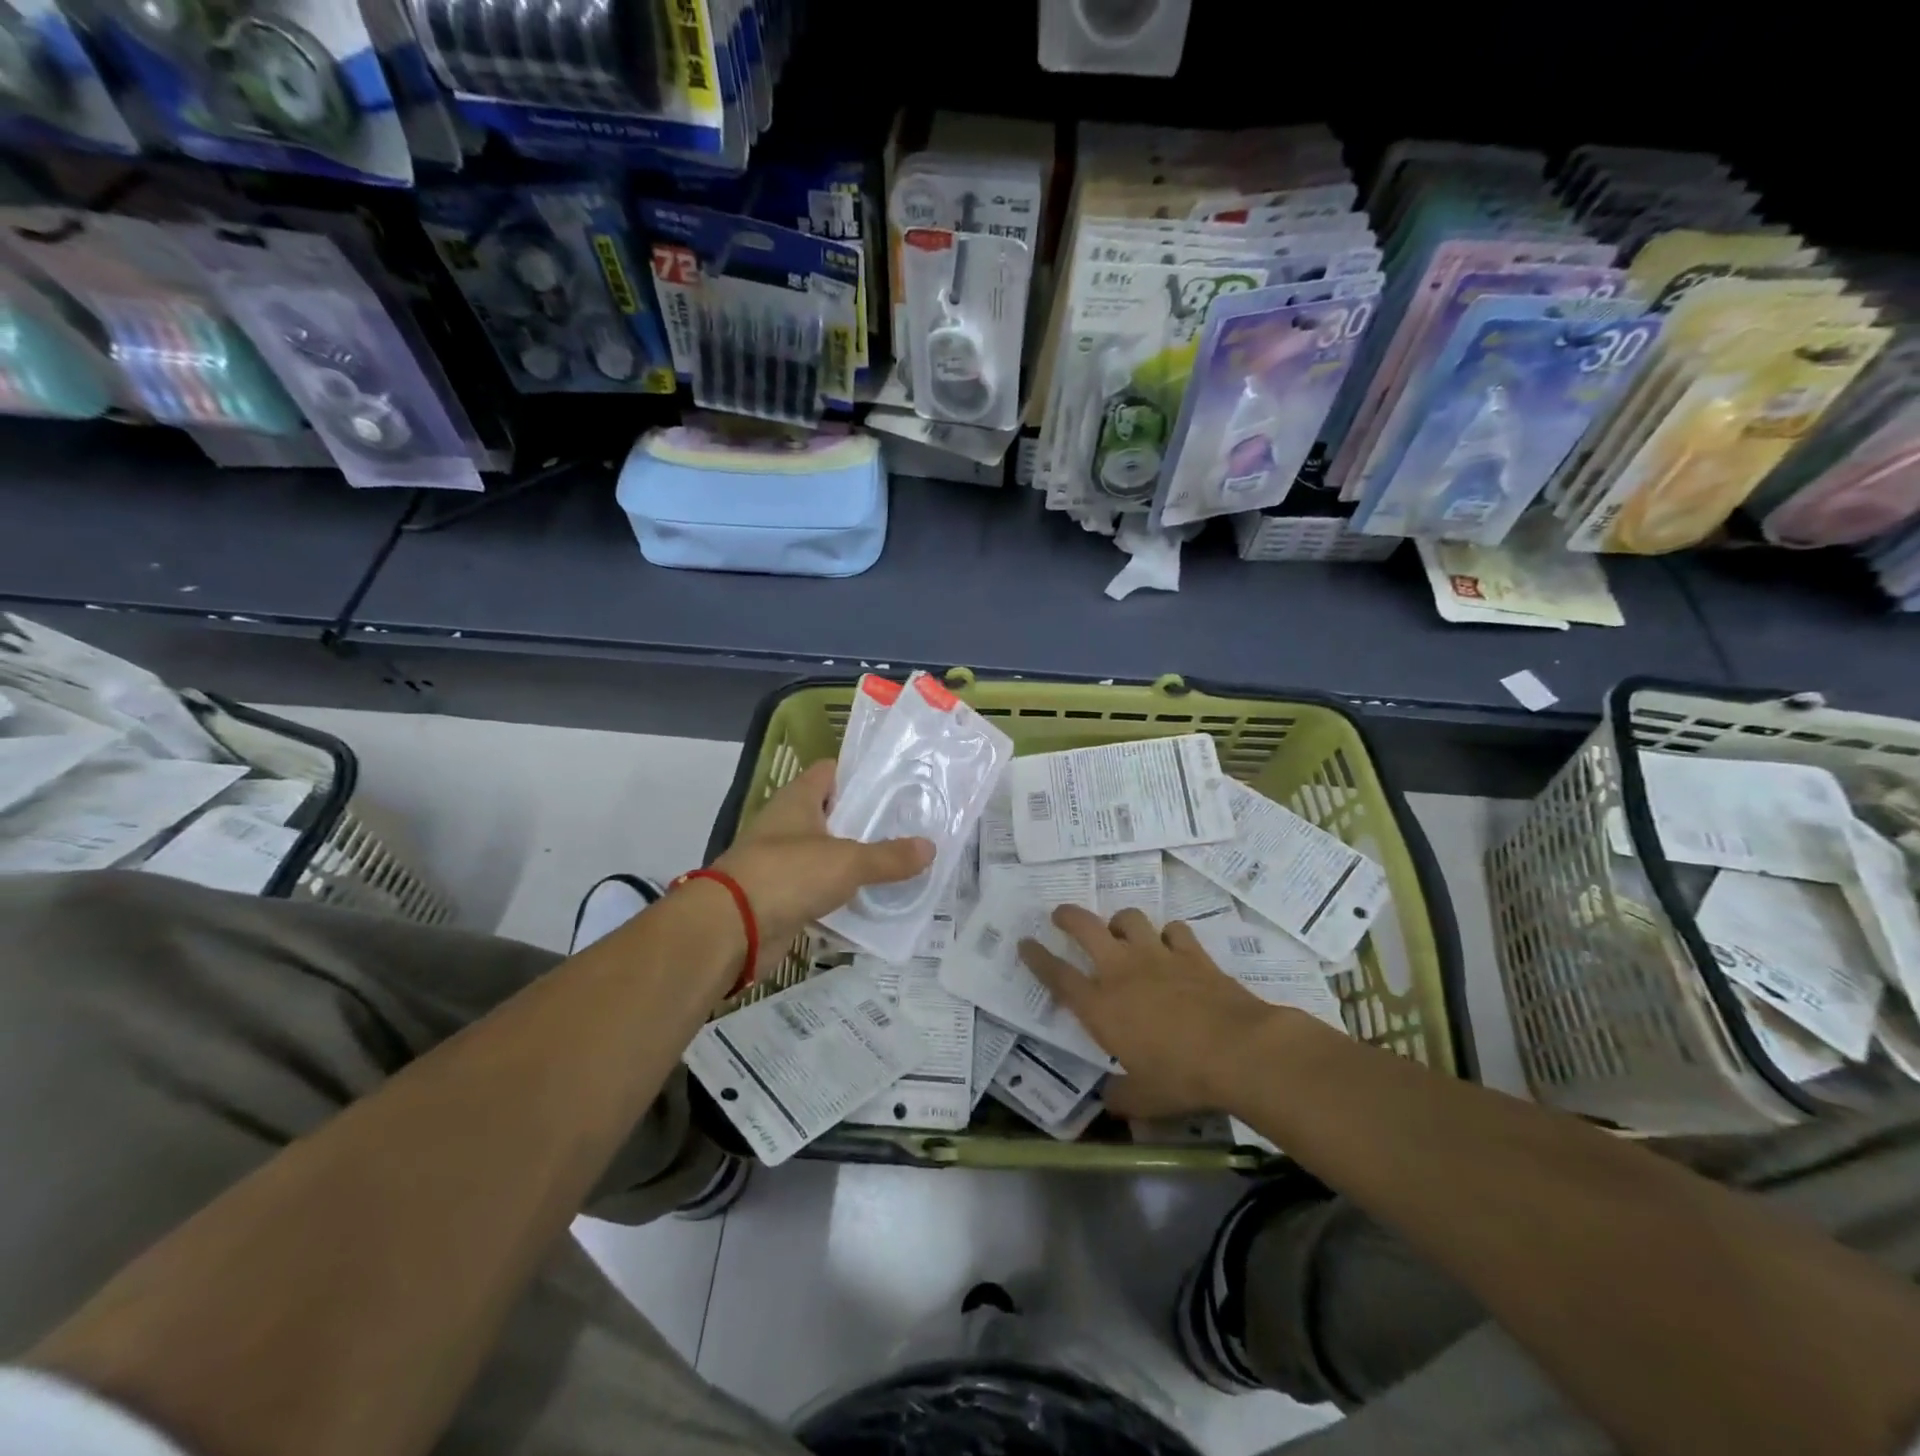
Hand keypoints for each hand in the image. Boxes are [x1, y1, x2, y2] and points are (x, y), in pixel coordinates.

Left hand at [713, 761, 933, 971]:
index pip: (832, 772)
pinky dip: (843, 895)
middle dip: (869, 822)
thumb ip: (889, 856)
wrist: (732, 929)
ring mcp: (783, 862)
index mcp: (798, 799)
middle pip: (835, 815)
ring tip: (902, 863)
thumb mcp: (847, 861)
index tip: (898, 783)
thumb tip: (930, 848)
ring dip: (858, 861)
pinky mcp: (783, 897)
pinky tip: (875, 900)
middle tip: (911, 827)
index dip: (861, 774)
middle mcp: (788, 825)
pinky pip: (821, 890)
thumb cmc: (788, 874)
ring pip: (830, 854)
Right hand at [1019, 907, 1278, 1115]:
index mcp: (1101, 1006)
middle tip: (1060, 915)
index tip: (1025, 943)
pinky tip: (1170, 944)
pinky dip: (1168, 934)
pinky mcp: (1191, 953)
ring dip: (1119, 922)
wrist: (1238, 1051)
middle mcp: (1122, 971)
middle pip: (1085, 928)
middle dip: (1068, 917)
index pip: (1057, 975)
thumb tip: (1108, 1100)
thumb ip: (1121, 1096)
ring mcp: (1157, 956)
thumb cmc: (1182, 1078)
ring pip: (1129, 919)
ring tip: (1120, 931)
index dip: (1037, 957)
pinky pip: (1173, 930)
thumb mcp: (1144, 1099)